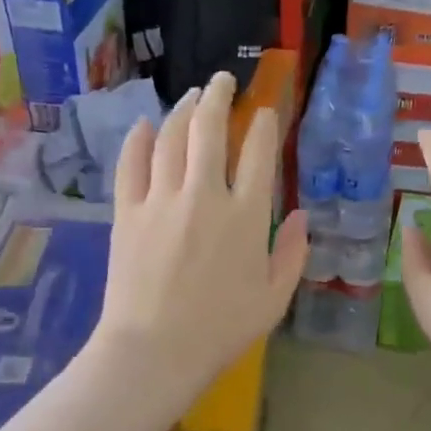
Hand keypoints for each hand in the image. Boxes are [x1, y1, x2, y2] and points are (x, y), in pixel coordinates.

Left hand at [95, 72, 307, 402]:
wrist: (154, 351)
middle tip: (223, 80)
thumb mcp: (273, 299)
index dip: (264, 126)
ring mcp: (161, 200)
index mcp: (246, 217)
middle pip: (210, 129)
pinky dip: (139, 139)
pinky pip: (131, 163)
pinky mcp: (127, 212)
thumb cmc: (220, 331)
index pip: (259, 154)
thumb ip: (293, 254)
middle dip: (219, 97)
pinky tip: (145, 126)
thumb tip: (303, 217)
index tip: (265, 113)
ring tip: (191, 96)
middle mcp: (204, 195)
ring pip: (171, 137)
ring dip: (183, 110)